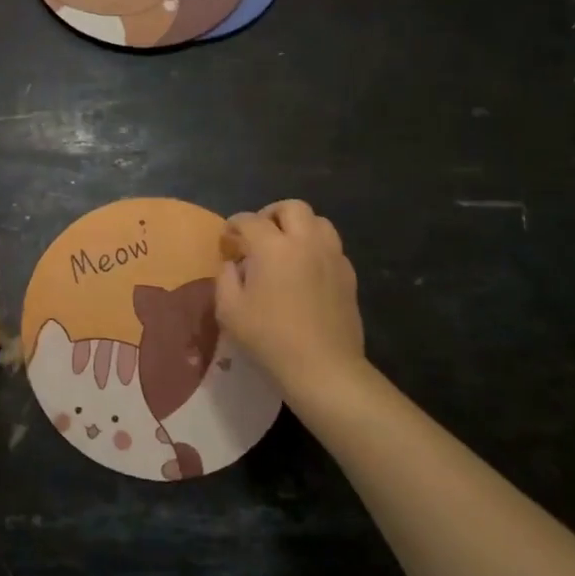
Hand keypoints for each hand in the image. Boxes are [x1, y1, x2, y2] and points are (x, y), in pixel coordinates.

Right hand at [216, 200, 368, 406]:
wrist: (323, 367)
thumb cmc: (270, 338)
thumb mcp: (229, 310)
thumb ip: (226, 278)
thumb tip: (233, 263)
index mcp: (272, 247)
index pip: (249, 220)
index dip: (233, 225)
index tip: (227, 240)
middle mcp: (305, 242)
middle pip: (292, 208)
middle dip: (271, 214)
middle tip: (259, 235)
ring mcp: (332, 257)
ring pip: (318, 222)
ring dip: (299, 227)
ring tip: (286, 247)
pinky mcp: (348, 275)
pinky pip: (332, 247)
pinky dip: (316, 247)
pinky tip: (306, 270)